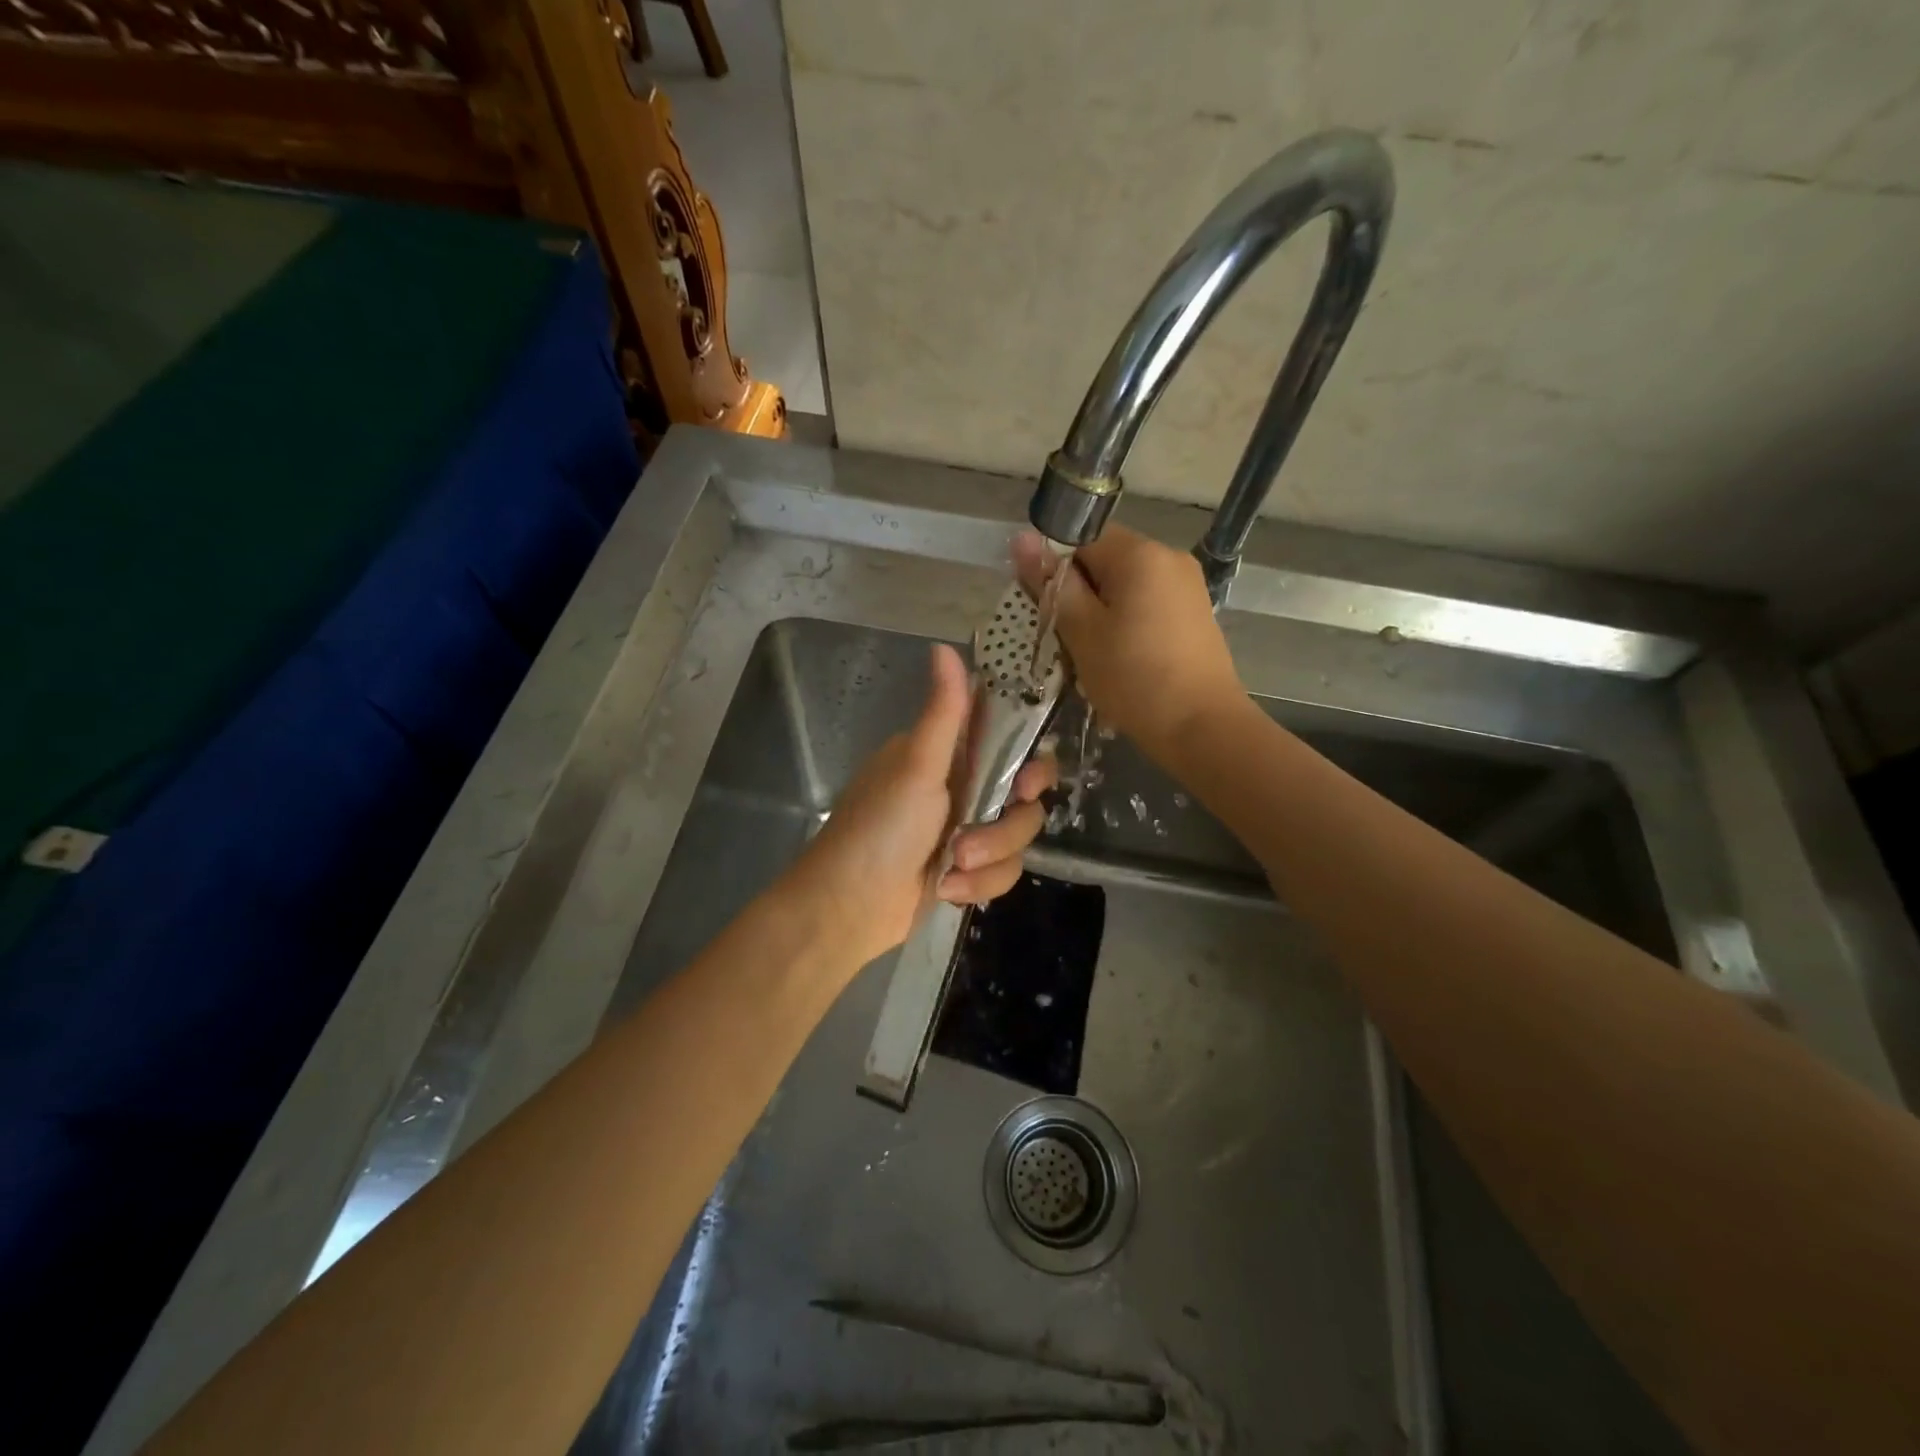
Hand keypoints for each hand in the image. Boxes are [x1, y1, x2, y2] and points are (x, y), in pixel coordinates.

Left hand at [783, 643, 1056, 968]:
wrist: (847, 906)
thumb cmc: (880, 827)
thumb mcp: (916, 764)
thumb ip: (944, 711)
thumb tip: (944, 646)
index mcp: (949, 756)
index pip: (1010, 745)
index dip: (1030, 764)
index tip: (1027, 783)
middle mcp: (961, 788)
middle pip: (1024, 798)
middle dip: (1006, 825)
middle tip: (976, 837)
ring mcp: (965, 832)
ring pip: (1017, 840)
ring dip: (989, 859)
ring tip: (951, 869)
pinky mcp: (966, 871)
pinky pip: (1003, 873)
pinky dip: (978, 885)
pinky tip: (946, 890)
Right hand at [1013, 524, 1243, 763]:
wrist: (1202, 728)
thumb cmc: (1134, 678)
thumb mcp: (1082, 631)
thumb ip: (1052, 584)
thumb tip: (1022, 538)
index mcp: (1140, 553)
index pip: (1080, 538)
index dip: (1056, 570)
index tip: (1048, 610)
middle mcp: (1169, 556)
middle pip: (1104, 560)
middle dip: (1079, 594)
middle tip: (1067, 639)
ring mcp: (1187, 585)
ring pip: (1124, 585)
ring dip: (1100, 612)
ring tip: (1093, 654)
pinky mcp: (1194, 613)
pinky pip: (1147, 603)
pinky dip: (1126, 623)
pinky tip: (1122, 658)